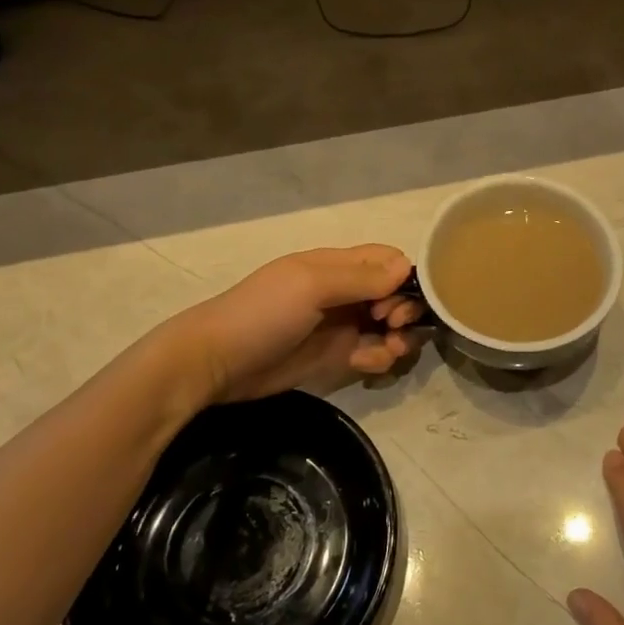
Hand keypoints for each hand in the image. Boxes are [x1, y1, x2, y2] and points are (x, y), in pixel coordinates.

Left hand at [177, 245, 422, 403]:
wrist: (217, 363)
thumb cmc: (263, 314)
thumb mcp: (311, 286)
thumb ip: (361, 277)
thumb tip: (407, 268)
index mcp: (338, 266)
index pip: (388, 260)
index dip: (403, 278)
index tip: (395, 300)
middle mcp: (346, 292)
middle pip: (396, 294)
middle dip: (404, 310)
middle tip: (391, 327)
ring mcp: (343, 326)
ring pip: (390, 327)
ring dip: (398, 338)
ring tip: (387, 351)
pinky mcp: (338, 356)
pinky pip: (374, 353)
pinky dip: (379, 358)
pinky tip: (364, 364)